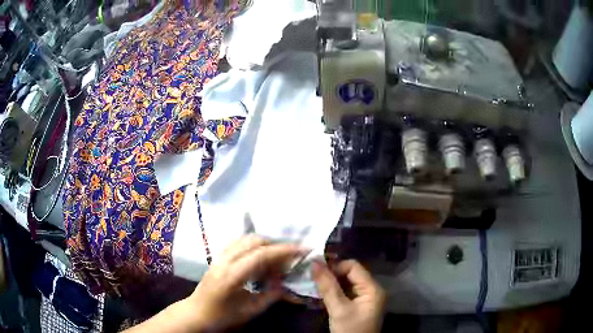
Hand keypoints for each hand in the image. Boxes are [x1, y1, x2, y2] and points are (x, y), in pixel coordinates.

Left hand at [184, 235, 305, 330]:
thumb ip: (271, 295)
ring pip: (245, 239)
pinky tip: (259, 257)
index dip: (284, 250)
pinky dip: (253, 245)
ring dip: (264, 244)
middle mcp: (225, 261)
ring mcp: (219, 256)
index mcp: (232, 276)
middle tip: (290, 258)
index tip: (303, 249)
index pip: (262, 255)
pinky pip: (238, 243)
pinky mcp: (217, 257)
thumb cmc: (222, 316)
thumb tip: (286, 282)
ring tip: (276, 258)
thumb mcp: (250, 310)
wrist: (196, 313)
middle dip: (276, 245)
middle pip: (254, 241)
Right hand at [312, 259, 385, 332]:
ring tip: (313, 285)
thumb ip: (328, 286)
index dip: (334, 266)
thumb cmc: (350, 330)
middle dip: (331, 275)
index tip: (315, 271)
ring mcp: (365, 298)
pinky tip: (320, 295)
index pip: (353, 267)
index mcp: (372, 288)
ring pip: (346, 283)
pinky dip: (333, 292)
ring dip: (330, 284)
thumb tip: (315, 262)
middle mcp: (371, 290)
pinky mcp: (358, 306)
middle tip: (311, 278)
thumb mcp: (338, 309)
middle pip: (350, 274)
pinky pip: (345, 293)